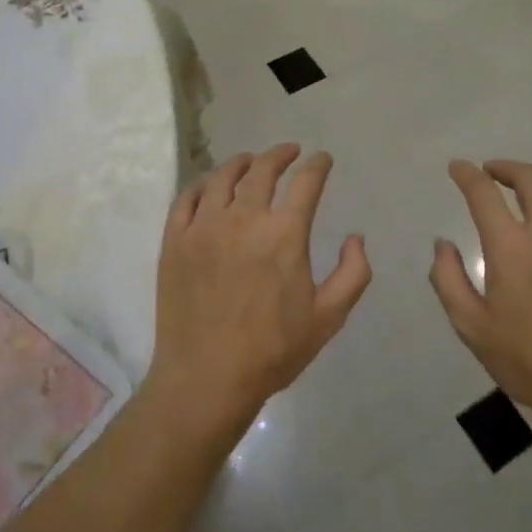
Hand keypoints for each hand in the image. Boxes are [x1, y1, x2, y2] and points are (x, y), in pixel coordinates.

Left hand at [147, 145, 371, 436]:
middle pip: (263, 170)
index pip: (306, 182)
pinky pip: (187, 198)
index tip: (322, 159)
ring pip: (222, 177)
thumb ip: (352, 274)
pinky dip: (202, 184)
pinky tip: (209, 185)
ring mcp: (204, 226)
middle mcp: (244, 218)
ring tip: (250, 161)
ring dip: (241, 163)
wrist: (206, 378)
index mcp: (284, 234)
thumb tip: (356, 238)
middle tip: (289, 152)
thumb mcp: (328, 318)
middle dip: (281, 155)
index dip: (317, 165)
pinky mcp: (175, 239)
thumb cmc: (272, 351)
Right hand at [428, 159, 531, 424]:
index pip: (484, 194)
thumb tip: (443, 245)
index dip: (467, 175)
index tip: (458, 168)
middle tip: (493, 172)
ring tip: (527, 183)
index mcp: (512, 249)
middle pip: (531, 180)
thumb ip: (449, 280)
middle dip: (507, 168)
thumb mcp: (472, 328)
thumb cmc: (530, 362)